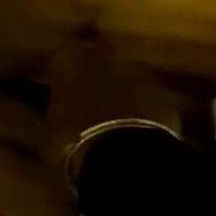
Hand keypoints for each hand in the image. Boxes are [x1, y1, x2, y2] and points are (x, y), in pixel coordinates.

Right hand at [45, 38, 183, 186]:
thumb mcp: (50, 130)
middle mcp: (102, 58)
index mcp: (67, 61)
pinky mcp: (165, 95)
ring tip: (117, 118)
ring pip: (127, 76)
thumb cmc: (72, 140)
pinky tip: (138, 131)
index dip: (63, 77)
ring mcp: (138, 73)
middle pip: (99, 59)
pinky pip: (150, 98)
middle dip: (97, 75)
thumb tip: (57, 116)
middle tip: (91, 100)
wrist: (125, 158)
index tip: (62, 92)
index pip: (61, 59)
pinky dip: (145, 110)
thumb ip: (56, 113)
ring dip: (124, 91)